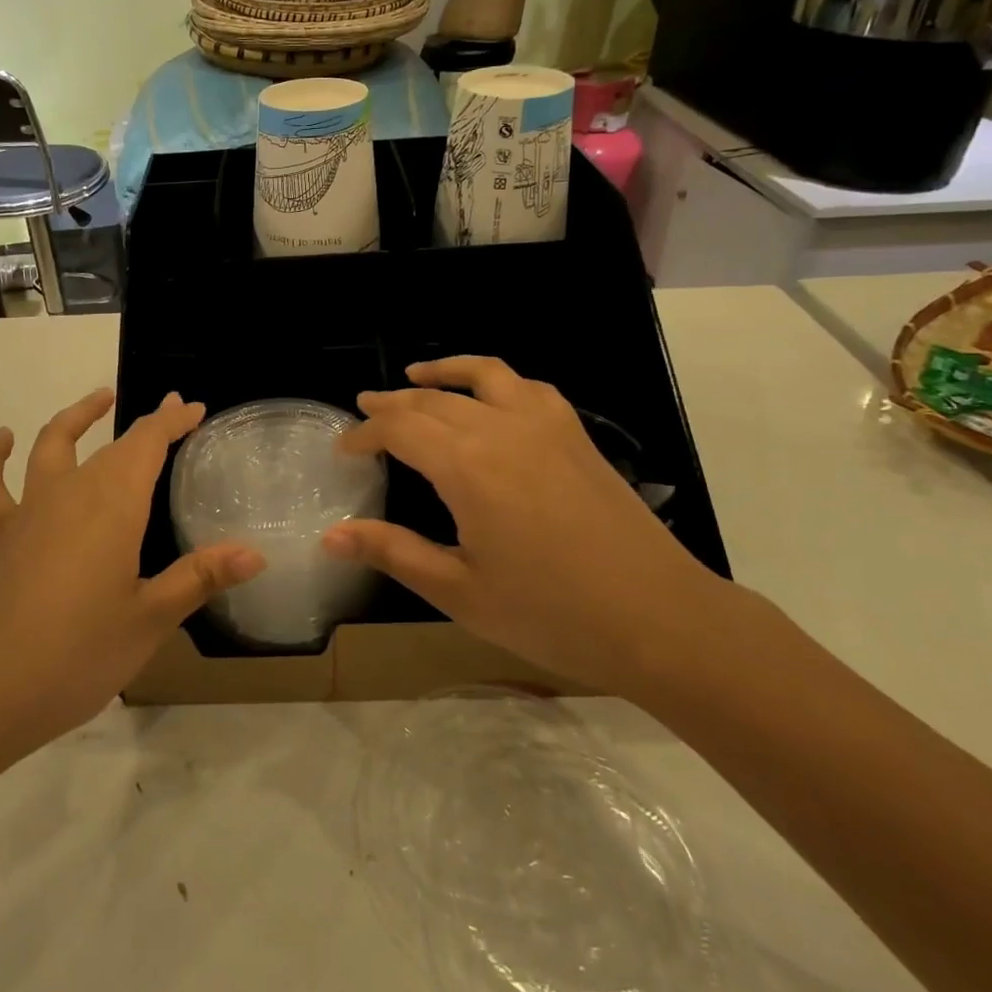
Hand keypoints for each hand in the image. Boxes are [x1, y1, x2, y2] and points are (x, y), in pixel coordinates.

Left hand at [0, 389, 263, 764]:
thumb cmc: (76, 655)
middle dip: (145, 426)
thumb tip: (257, 553)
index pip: (148, 444)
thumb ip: (200, 578)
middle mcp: (71, 494)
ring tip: (100, 399)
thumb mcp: (149, 621)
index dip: (173, 422)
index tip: (195, 408)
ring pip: (53, 446)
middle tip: (172, 416)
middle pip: (112, 446)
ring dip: (77, 418)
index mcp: (114, 507)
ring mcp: (29, 512)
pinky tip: (3, 440)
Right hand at [323, 357, 732, 696]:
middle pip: (433, 399)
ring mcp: (546, 425)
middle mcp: (502, 428)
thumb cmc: (552, 614)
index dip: (365, 434)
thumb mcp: (459, 591)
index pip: (399, 428)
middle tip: (365, 409)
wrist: (661, 619)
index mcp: (467, 465)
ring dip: (443, 372)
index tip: (343, 449)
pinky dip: (496, 381)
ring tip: (416, 375)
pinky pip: (528, 387)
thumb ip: (393, 552)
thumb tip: (331, 535)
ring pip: (483, 376)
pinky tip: (490, 397)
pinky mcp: (576, 435)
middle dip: (393, 403)